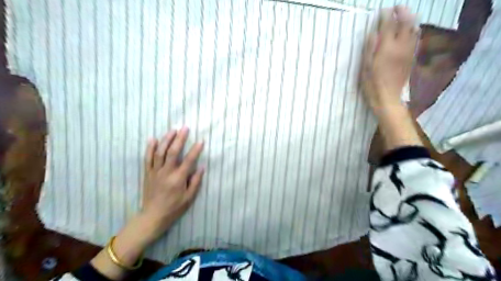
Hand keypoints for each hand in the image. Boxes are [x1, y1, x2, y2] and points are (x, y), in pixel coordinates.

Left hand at [141, 128, 202, 238]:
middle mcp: (166, 172)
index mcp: (178, 179)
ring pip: (160, 152)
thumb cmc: (174, 207)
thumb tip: (202, 167)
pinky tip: (153, 139)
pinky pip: (147, 158)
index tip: (201, 141)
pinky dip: (150, 148)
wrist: (153, 216)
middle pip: (172, 152)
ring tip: (172, 130)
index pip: (189, 160)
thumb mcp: (189, 197)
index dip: (195, 150)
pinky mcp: (147, 173)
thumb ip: (196, 181)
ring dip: (166, 140)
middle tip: (185, 128)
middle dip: (180, 139)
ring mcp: (155, 172)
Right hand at [360, 6, 418, 110]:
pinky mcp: (412, 58)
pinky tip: (411, 29)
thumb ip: (370, 48)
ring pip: (414, 29)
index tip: (383, 11)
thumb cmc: (372, 84)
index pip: (388, 25)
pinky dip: (414, 30)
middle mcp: (401, 46)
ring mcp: (409, 52)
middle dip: (402, 12)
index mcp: (387, 48)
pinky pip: (416, 39)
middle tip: (396, 8)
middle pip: (406, 23)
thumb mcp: (365, 67)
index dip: (386, 16)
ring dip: (410, 19)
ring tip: (404, 15)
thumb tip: (373, 33)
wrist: (388, 98)